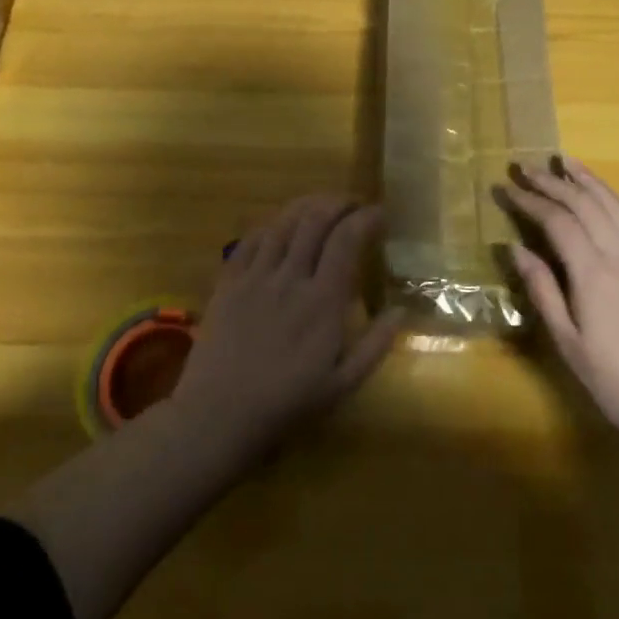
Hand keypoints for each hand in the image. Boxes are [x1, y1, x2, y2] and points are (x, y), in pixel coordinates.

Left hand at [173, 195, 400, 458]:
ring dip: (306, 206)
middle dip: (338, 203)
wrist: (218, 415)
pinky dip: (271, 224)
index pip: (347, 240)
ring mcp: (256, 275)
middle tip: (352, 204)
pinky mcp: (229, 280)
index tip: (379, 214)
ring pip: (283, 223)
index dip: (365, 218)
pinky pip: (251, 239)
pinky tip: (280, 225)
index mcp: (323, 301)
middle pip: (315, 220)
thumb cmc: (286, 404)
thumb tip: (401, 311)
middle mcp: (291, 277)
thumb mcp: (342, 385)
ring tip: (321, 205)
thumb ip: (375, 345)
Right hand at [500, 159, 618, 450]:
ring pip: (616, 205)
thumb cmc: (618, 384)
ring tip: (565, 162)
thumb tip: (515, 248)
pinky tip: (611, 199)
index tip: (506, 188)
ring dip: (588, 180)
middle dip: (553, 182)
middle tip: (525, 168)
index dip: (529, 201)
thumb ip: (543, 291)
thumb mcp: (569, 345)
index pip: (557, 221)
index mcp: (594, 274)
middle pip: (585, 204)